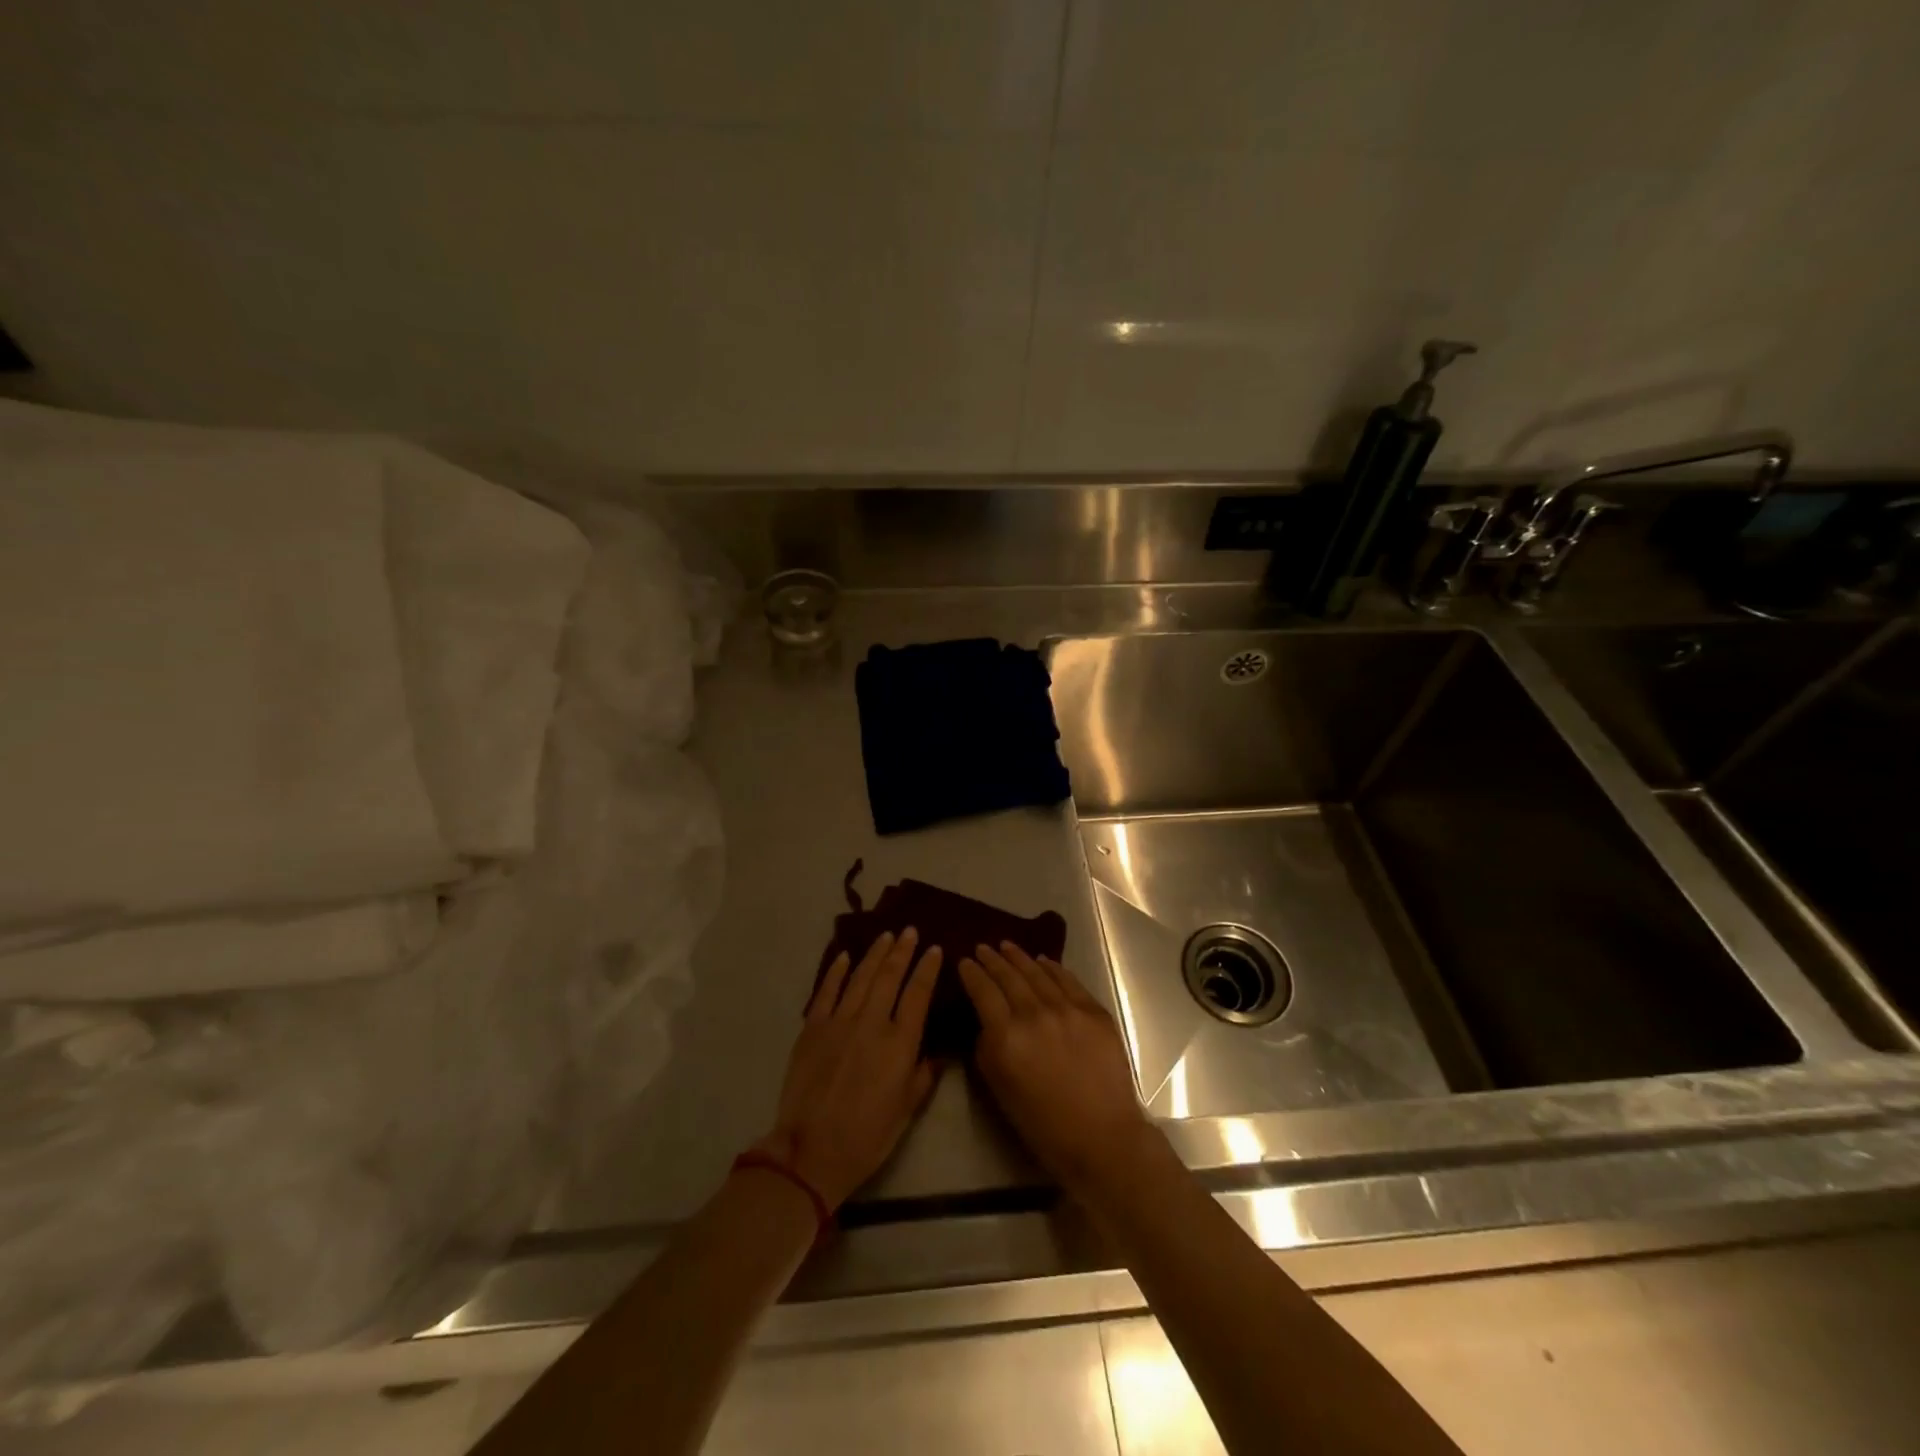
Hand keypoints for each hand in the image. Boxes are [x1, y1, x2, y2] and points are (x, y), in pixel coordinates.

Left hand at [758, 929, 942, 1210]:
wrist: (811, 1152)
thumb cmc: (867, 1137)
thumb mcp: (906, 1111)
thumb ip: (923, 1076)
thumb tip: (937, 1052)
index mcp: (900, 1044)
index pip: (918, 994)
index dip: (927, 968)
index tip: (935, 949)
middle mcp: (872, 1023)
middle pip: (890, 976)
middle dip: (902, 951)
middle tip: (910, 931)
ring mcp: (839, 1022)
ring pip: (861, 977)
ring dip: (875, 953)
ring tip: (886, 936)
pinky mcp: (812, 1028)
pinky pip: (827, 991)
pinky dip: (837, 971)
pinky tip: (845, 956)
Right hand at [958, 942, 1156, 1195]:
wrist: (1102, 1137)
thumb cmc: (1043, 1124)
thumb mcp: (999, 1088)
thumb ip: (987, 1047)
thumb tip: (986, 1020)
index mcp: (1006, 1037)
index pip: (982, 992)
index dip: (971, 973)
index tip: (964, 962)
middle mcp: (1034, 1014)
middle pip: (1008, 976)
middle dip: (992, 960)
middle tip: (982, 948)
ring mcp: (1067, 1009)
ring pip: (1037, 973)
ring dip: (1019, 957)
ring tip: (1007, 946)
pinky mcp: (1094, 1011)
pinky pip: (1068, 981)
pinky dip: (1052, 968)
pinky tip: (1043, 961)